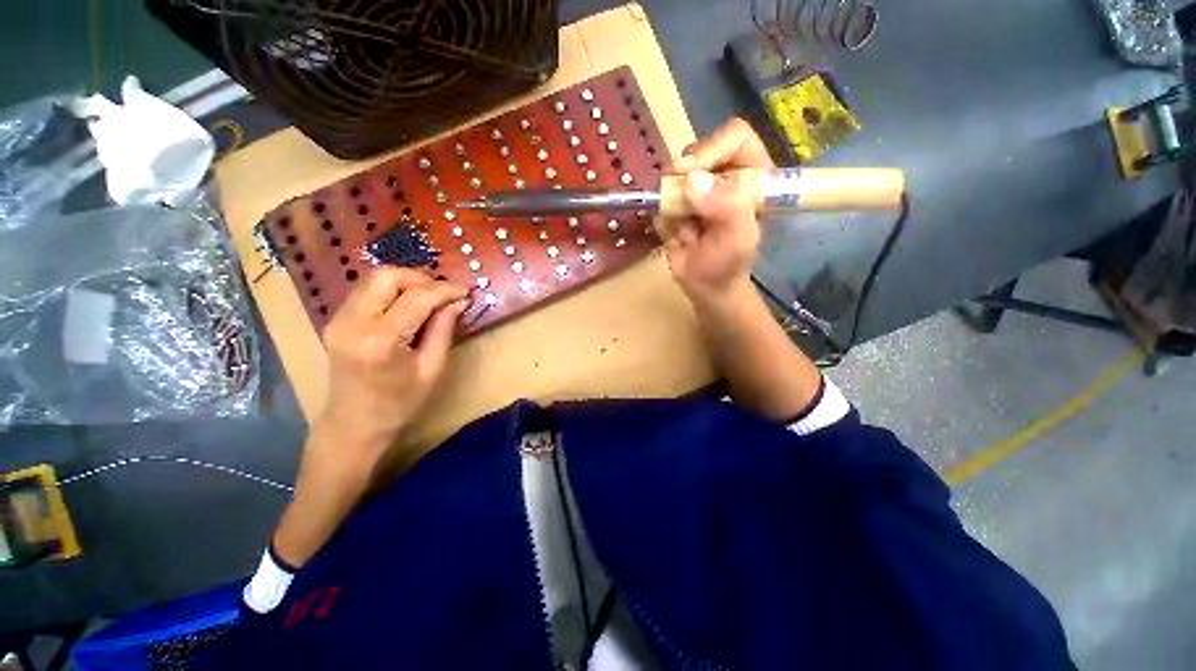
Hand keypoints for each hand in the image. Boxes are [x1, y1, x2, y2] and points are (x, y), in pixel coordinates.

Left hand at [316, 268, 468, 476]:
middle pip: (387, 276)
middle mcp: (353, 322)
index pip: (417, 297)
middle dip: (421, 278)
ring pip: (373, 278)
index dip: (445, 290)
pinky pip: (366, 290)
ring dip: (406, 281)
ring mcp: (338, 319)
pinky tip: (408, 304)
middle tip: (444, 293)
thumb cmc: (400, 404)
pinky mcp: (336, 319)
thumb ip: (444, 329)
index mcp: (381, 341)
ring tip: (430, 297)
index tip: (466, 292)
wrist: (354, 424)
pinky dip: (391, 289)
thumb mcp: (432, 368)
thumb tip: (459, 301)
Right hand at [664, 117, 773, 303]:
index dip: (710, 149)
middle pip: (697, 150)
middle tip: (677, 202)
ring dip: (671, 201)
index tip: (688, 175)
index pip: (733, 138)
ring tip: (683, 228)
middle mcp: (725, 174)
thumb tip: (691, 180)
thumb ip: (726, 207)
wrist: (705, 287)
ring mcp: (698, 188)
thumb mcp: (737, 239)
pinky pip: (660, 198)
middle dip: (682, 178)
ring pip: (674, 174)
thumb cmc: (728, 264)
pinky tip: (675, 235)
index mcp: (753, 174)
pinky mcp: (677, 202)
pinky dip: (662, 216)